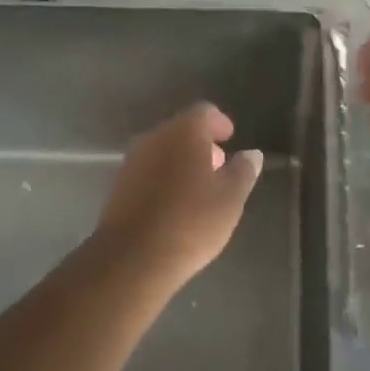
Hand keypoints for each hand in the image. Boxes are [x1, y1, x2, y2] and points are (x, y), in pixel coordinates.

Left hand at [94, 103, 263, 285]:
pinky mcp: (118, 185)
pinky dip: (164, 177)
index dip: (219, 123)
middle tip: (218, 166)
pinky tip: (174, 203)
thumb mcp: (230, 199)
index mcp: (184, 132)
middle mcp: (155, 137)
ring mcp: (132, 160)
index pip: (204, 112)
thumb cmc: (190, 222)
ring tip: (198, 188)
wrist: (132, 258)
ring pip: (163, 150)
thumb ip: (243, 171)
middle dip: (201, 144)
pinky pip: (148, 171)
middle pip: (181, 130)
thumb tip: (251, 154)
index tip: (230, 138)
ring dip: (181, 161)